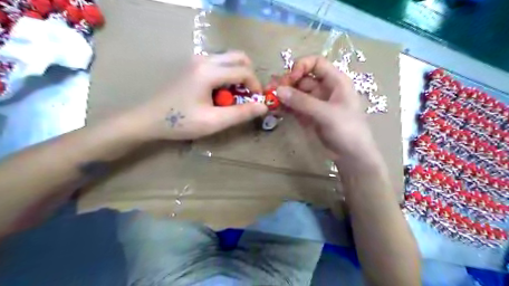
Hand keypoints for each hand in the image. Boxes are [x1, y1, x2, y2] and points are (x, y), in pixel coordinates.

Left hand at [135, 51, 269, 140]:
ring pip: (229, 59)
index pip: (243, 71)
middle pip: (239, 57)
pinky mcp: (193, 66)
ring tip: (233, 97)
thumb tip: (264, 106)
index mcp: (209, 71)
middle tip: (247, 96)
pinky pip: (219, 64)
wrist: (149, 119)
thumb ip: (240, 113)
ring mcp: (197, 60)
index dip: (255, 86)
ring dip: (238, 76)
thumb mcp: (214, 122)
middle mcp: (204, 59)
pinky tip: (220, 94)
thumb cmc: (181, 122)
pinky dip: (227, 76)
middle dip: (249, 76)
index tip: (256, 102)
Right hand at [270, 55, 381, 171]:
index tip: (290, 79)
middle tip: (271, 90)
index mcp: (335, 81)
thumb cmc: (347, 130)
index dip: (301, 67)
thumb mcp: (326, 114)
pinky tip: (274, 107)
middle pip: (302, 78)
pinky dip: (284, 106)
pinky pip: (294, 106)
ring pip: (296, 93)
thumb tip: (278, 90)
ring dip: (283, 94)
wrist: (350, 155)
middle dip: (287, 82)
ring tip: (268, 98)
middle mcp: (324, 89)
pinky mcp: (308, 115)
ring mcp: (315, 103)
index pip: (316, 63)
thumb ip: (302, 102)